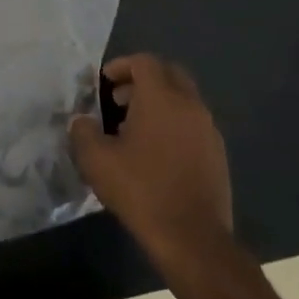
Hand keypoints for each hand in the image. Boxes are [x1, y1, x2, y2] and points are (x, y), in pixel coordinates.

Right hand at [69, 54, 232, 265]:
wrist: (192, 236)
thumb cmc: (141, 190)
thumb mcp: (96, 160)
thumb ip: (83, 132)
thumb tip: (82, 122)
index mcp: (162, 98)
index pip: (145, 62)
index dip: (121, 66)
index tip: (103, 83)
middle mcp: (190, 105)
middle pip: (169, 74)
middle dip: (142, 80)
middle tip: (118, 100)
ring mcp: (208, 129)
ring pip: (183, 99)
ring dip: (158, 103)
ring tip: (132, 129)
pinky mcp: (217, 152)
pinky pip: (193, 123)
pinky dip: (173, 123)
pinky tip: (155, 153)